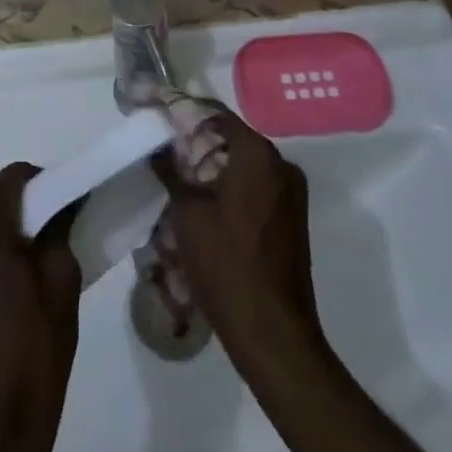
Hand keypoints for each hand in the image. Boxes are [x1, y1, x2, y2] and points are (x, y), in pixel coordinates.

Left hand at [0, 164, 80, 451]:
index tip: (64, 204)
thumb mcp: (62, 277)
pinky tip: (8, 281)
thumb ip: (59, 227)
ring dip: (3, 231)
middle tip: (51, 235)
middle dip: (22, 210)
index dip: (43, 185)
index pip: (15, 177)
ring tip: (29, 264)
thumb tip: (60, 203)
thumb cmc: (33, 344)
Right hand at [150, 111, 322, 377]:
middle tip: (166, 153)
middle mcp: (281, 164)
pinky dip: (233, 187)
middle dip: (199, 143)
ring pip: (245, 164)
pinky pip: (258, 186)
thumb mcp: (187, 213)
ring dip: (216, 167)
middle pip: (233, 138)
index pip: (216, 115)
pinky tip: (207, 203)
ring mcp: (292, 193)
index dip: (186, 115)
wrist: (273, 335)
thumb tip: (158, 146)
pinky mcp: (293, 218)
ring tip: (181, 178)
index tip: (160, 121)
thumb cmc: (226, 265)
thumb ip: (171, 170)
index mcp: (258, 153)